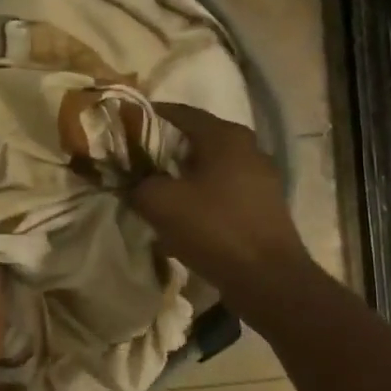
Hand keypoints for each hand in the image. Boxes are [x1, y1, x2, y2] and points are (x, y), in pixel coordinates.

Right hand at [131, 104, 309, 296]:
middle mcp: (248, 148)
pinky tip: (182, 215)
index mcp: (225, 136)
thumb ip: (138, 183)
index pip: (179, 112)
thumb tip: (132, 181)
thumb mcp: (160, 202)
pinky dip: (200, 196)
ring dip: (182, 175)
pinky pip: (223, 190)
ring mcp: (260, 178)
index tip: (122, 126)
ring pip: (210, 166)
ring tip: (154, 189)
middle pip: (196, 139)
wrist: (267, 279)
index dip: (147, 116)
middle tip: (134, 161)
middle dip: (163, 149)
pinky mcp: (263, 205)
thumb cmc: (213, 228)